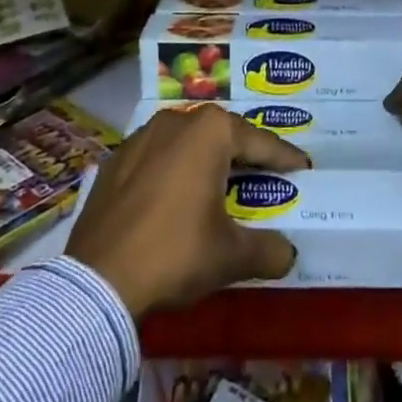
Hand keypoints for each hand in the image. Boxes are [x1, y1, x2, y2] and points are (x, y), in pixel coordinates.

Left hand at [66, 105, 307, 315]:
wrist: (98, 282)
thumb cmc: (176, 253)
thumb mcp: (231, 256)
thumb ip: (268, 250)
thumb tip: (287, 253)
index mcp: (211, 130)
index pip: (260, 143)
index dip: (285, 158)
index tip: (303, 168)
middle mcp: (177, 119)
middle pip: (223, 135)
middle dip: (245, 155)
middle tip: (266, 175)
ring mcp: (141, 136)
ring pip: (187, 142)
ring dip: (207, 160)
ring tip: (222, 184)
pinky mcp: (115, 160)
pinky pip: (157, 158)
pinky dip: (174, 172)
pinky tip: (177, 197)